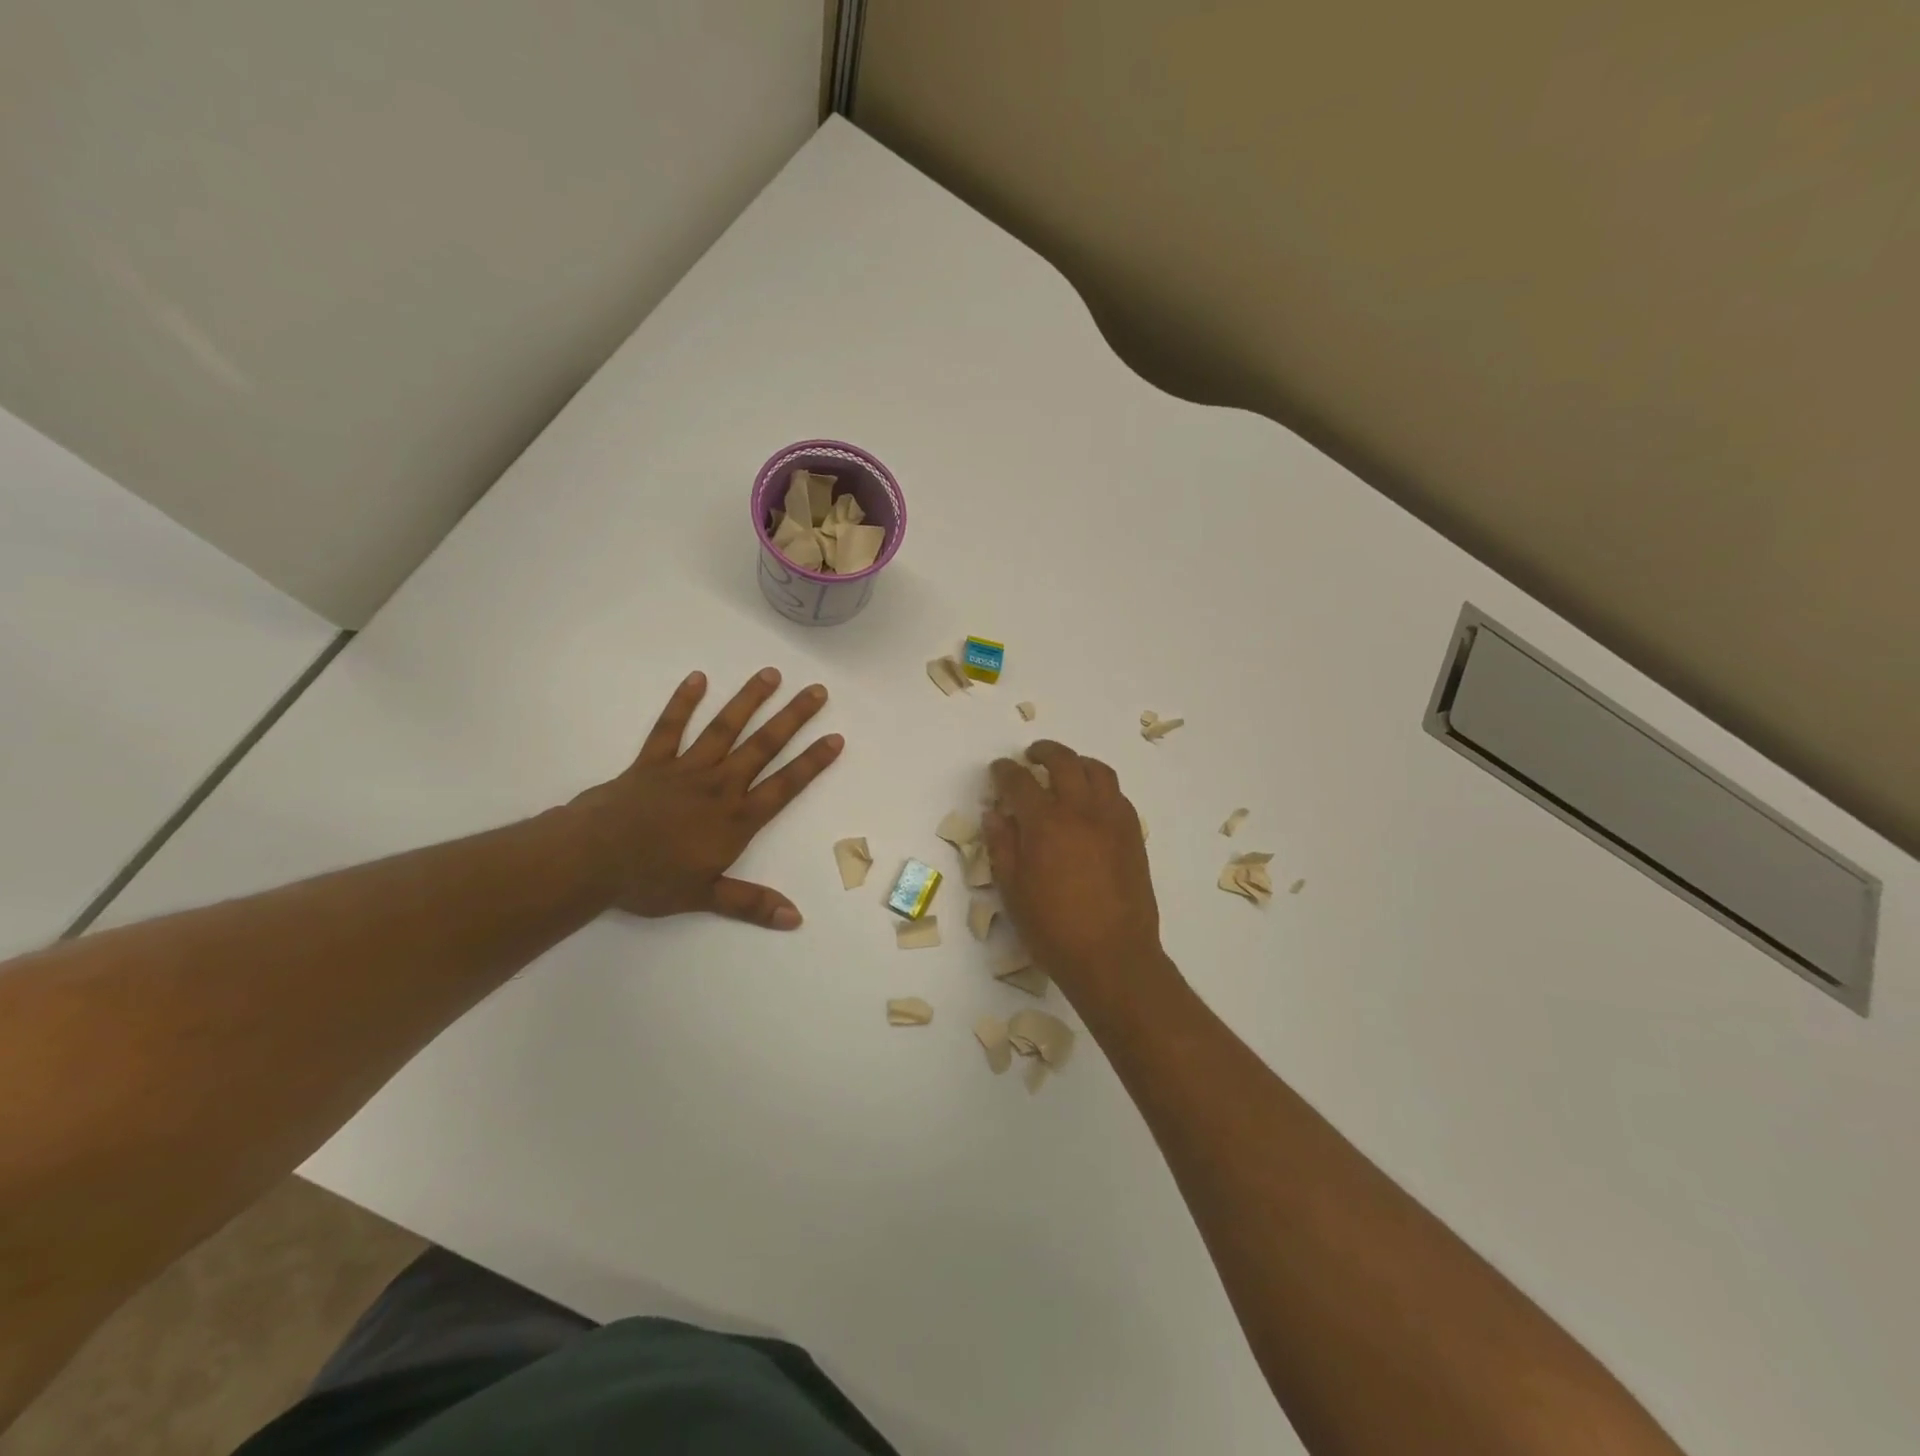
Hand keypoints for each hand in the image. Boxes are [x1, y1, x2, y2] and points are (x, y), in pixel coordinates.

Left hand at [573, 668, 842, 928]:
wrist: (592, 859)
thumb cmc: (651, 880)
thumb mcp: (705, 897)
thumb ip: (751, 903)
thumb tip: (795, 918)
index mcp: (735, 819)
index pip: (784, 786)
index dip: (812, 762)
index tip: (835, 737)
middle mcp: (719, 786)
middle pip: (763, 746)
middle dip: (793, 718)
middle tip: (817, 691)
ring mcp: (685, 769)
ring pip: (724, 728)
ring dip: (749, 700)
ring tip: (771, 674)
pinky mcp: (652, 762)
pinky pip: (670, 727)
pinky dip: (683, 703)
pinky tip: (697, 678)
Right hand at [984, 741, 1165, 1002]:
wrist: (1112, 956)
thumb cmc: (1053, 929)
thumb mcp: (1013, 890)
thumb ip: (1002, 846)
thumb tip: (995, 814)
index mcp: (1045, 823)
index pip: (1019, 781)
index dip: (1004, 771)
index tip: (998, 770)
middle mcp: (1080, 811)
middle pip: (1063, 761)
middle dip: (1044, 751)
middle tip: (1032, 756)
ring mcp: (1112, 820)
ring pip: (1098, 771)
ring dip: (1077, 762)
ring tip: (1065, 770)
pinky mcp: (1133, 834)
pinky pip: (1118, 795)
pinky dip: (1100, 787)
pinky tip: (1091, 803)